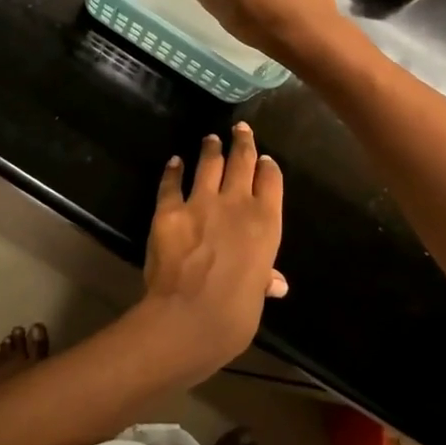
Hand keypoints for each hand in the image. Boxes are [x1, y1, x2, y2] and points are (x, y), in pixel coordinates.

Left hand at [133, 125, 285, 386]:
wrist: (190, 316)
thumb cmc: (235, 314)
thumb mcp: (256, 296)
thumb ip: (263, 279)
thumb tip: (276, 283)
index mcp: (266, 223)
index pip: (271, 181)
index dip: (268, 167)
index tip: (265, 160)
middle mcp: (236, 203)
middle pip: (242, 161)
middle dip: (243, 142)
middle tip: (240, 128)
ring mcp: (201, 202)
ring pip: (209, 163)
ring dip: (211, 148)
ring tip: (211, 139)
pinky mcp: (169, 209)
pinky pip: (172, 183)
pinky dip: (173, 170)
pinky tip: (174, 162)